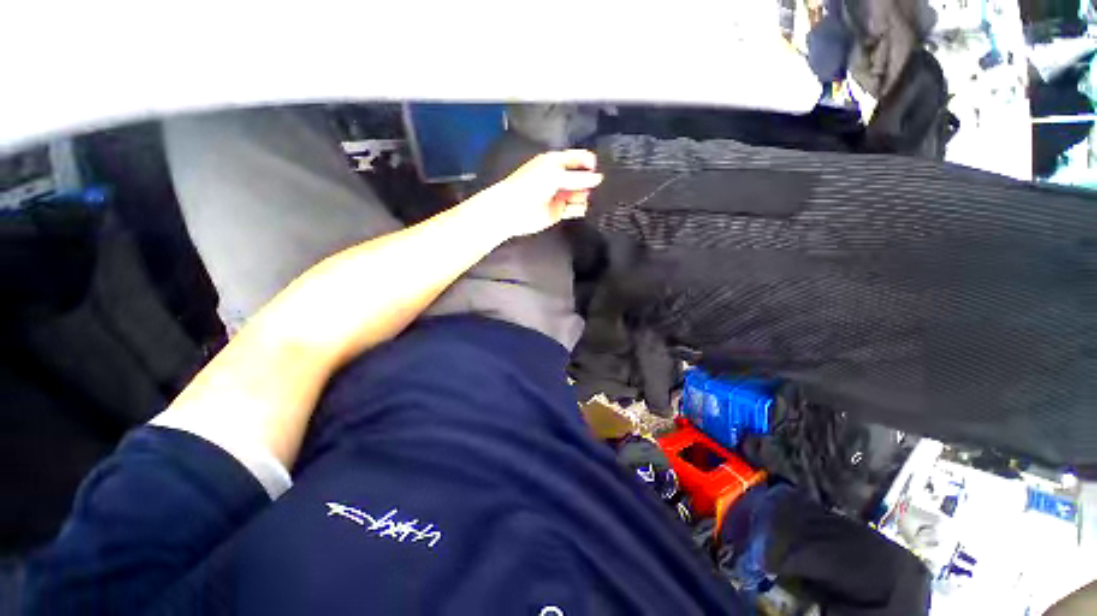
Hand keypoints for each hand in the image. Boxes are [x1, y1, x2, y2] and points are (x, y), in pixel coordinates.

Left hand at [478, 150, 603, 237]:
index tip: (597, 168)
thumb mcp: (556, 175)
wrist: (513, 210)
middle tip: (596, 187)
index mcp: (555, 163)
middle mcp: (558, 178)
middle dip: (589, 181)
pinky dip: (579, 209)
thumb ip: (579, 178)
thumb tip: (599, 178)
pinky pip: (574, 209)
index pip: (577, 158)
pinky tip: (580, 208)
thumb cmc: (530, 186)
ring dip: (585, 196)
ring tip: (583, 198)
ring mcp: (559, 195)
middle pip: (581, 178)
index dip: (589, 162)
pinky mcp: (559, 211)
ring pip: (579, 195)